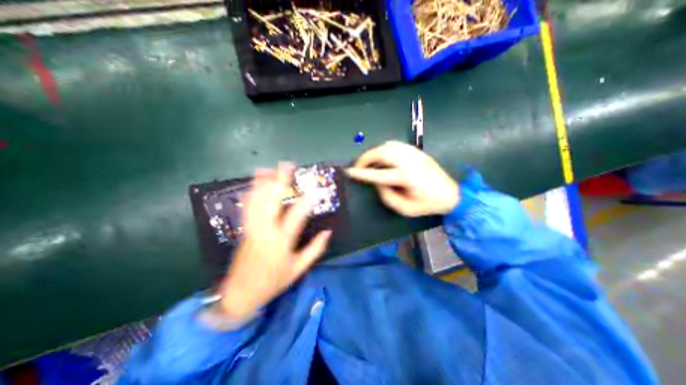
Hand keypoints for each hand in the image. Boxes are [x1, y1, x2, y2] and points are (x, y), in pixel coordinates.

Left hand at [215, 162, 330, 320]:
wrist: (239, 295)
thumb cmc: (273, 282)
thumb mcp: (298, 270)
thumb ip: (315, 249)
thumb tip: (328, 232)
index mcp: (281, 243)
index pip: (295, 217)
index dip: (306, 202)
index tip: (315, 191)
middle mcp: (265, 232)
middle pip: (271, 201)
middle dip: (279, 181)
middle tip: (287, 166)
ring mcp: (252, 229)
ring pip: (256, 200)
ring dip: (263, 183)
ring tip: (270, 169)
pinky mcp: (244, 229)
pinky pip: (247, 207)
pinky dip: (251, 192)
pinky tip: (255, 183)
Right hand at [351, 141, 457, 217]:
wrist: (451, 194)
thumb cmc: (427, 205)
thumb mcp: (405, 209)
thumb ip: (387, 196)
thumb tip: (377, 183)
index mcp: (407, 177)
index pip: (378, 173)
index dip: (362, 173)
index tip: (349, 171)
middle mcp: (409, 162)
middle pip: (382, 152)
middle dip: (366, 158)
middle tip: (358, 166)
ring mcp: (414, 154)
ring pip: (388, 145)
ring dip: (374, 152)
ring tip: (368, 161)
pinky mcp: (417, 151)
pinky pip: (396, 145)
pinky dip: (384, 149)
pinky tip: (382, 157)